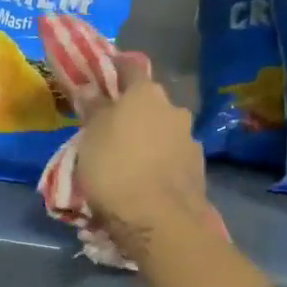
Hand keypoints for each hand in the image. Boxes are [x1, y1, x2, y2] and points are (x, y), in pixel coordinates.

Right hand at [68, 56, 222, 262]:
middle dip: (131, 110)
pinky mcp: (197, 167)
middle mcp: (173, 108)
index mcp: (145, 93)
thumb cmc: (114, 169)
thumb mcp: (90, 137)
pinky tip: (146, 177)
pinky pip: (171, 155)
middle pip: (148, 101)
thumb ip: (93, 108)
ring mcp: (189, 138)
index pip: (130, 66)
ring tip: (127, 158)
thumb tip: (89, 86)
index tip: (101, 75)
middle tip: (109, 127)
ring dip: (147, 137)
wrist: (158, 220)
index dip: (115, 67)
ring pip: (162, 129)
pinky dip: (159, 160)